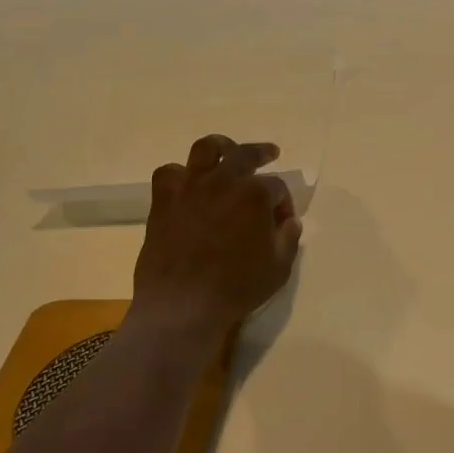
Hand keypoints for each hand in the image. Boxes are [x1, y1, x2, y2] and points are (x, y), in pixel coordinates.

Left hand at [128, 134, 302, 338]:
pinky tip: (188, 184)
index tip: (283, 222)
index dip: (284, 203)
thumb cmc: (237, 288)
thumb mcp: (279, 267)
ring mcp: (191, 188)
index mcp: (256, 195)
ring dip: (221, 147)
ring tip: (226, 152)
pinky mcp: (164, 201)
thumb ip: (288, 238)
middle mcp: (224, 181)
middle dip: (262, 152)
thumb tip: (289, 222)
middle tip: (270, 153)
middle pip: (246, 153)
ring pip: (206, 149)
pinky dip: (180, 174)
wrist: (182, 306)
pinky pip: (169, 173)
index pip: (278, 187)